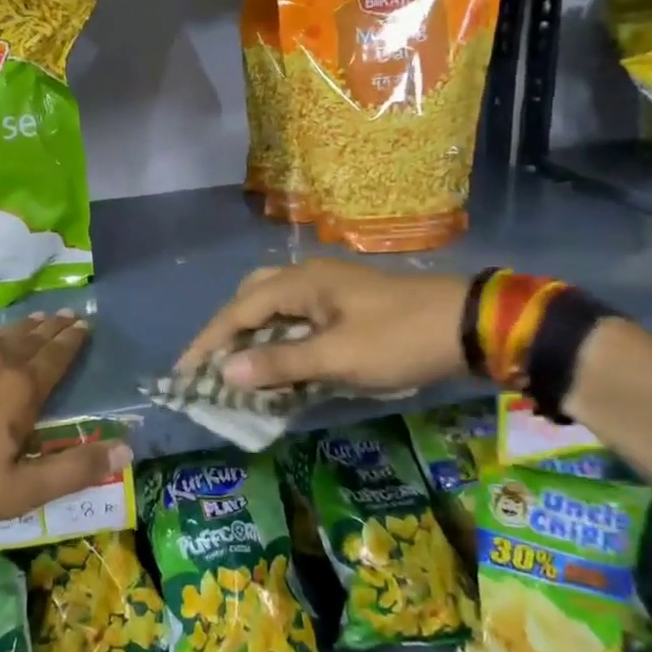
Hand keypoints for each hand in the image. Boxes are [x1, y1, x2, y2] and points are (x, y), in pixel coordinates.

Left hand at [0, 310, 130, 533]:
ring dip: (22, 328)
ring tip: (36, 319)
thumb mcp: (20, 490)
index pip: (55, 358)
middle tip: (67, 314)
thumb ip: (74, 470)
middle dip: (51, 328)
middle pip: (30, 340)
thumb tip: (127, 449)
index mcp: (20, 390)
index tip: (85, 324)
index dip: (72, 342)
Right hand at [178, 258, 472, 393]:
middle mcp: (308, 279)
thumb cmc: (398, 339)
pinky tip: (283, 366)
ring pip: (276, 309)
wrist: (467, 326)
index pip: (238, 310)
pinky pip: (298, 320)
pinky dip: (281, 341)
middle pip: (251, 299)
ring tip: (243, 370)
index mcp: (300, 283)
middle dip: (229, 331)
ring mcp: (329, 291)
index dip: (208, 341)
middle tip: (216, 366)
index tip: (184, 372)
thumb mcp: (337, 357)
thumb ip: (280, 363)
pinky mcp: (346, 306)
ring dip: (256, 337)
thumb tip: (224, 372)